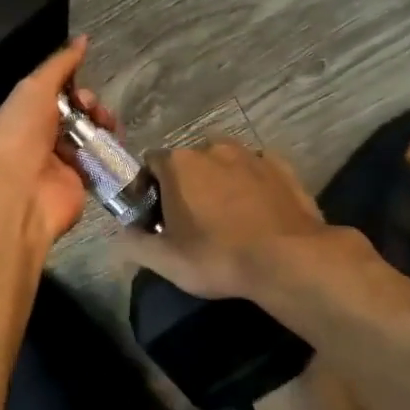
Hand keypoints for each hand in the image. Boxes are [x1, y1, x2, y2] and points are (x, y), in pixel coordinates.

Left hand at [0, 37, 120, 244]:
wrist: (20, 196)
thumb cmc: (18, 135)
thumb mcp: (34, 89)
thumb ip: (60, 65)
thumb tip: (83, 39)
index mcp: (11, 116)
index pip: (43, 93)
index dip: (64, 84)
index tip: (77, 82)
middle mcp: (30, 139)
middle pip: (68, 112)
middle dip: (85, 103)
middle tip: (91, 105)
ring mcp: (53, 163)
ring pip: (85, 134)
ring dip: (99, 123)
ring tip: (107, 123)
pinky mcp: (76, 183)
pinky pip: (96, 159)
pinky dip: (108, 148)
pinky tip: (115, 140)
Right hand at [116, 141, 327, 299]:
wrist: (289, 259)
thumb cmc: (218, 257)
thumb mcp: (166, 261)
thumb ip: (134, 244)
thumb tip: (121, 236)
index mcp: (179, 164)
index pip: (151, 163)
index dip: (149, 188)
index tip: (155, 216)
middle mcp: (212, 148)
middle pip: (188, 161)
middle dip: (185, 184)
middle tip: (191, 220)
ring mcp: (251, 154)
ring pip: (225, 162)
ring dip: (220, 180)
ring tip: (227, 215)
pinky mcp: (282, 166)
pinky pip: (258, 169)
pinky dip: (252, 183)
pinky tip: (257, 210)